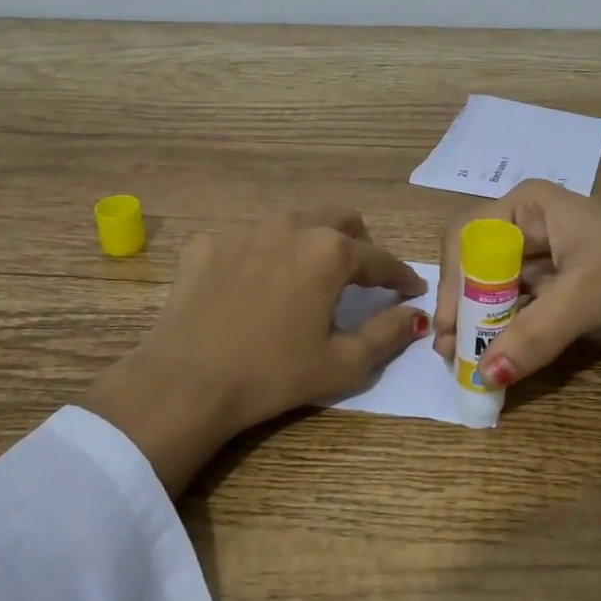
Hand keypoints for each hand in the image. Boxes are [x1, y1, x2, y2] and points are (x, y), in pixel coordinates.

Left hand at [83, 208, 427, 494]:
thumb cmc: (273, 375)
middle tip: (360, 275)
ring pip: (291, 222)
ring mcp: (243, 230)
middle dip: (358, 242)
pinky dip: (260, 255)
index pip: (379, 258)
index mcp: (329, 252)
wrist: (186, 382)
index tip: (410, 289)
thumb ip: (388, 334)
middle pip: (338, 218)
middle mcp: (289, 227)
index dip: (400, 275)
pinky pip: (245, 239)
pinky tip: (252, 285)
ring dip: (309, 242)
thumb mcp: (343, 364)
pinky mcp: (206, 244)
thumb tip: (415, 315)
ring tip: (307, 276)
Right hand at [433, 180, 600, 388]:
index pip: (469, 237)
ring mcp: (544, 266)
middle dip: (463, 309)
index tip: (452, 322)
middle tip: (451, 352)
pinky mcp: (559, 297)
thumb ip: (534, 333)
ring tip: (466, 365)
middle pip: (477, 268)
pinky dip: (506, 339)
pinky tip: (494, 364)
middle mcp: (530, 230)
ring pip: (495, 296)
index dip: (454, 279)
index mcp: (530, 206)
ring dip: (481, 329)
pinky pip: (519, 316)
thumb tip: (484, 376)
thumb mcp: (588, 293)